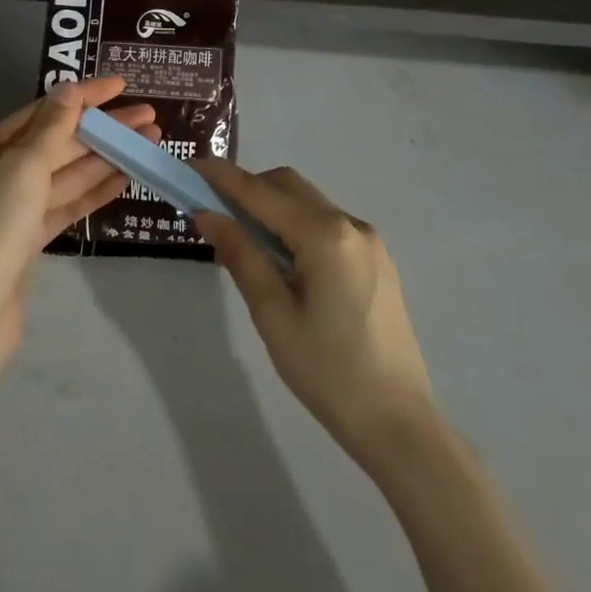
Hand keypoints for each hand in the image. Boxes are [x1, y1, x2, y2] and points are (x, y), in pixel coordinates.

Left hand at [0, 78, 153, 365]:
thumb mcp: (23, 168)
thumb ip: (51, 128)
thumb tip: (69, 89)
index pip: (46, 111)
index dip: (85, 96)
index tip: (122, 86)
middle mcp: (1, 171)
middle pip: (61, 141)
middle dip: (103, 128)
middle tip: (150, 118)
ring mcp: (17, 207)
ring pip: (69, 172)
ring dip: (107, 156)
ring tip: (149, 143)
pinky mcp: (31, 237)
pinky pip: (68, 203)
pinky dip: (95, 190)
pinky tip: (126, 177)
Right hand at [195, 158, 438, 476]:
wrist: (400, 425)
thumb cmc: (329, 373)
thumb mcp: (273, 315)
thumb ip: (241, 255)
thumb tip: (207, 214)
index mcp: (325, 235)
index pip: (262, 193)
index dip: (223, 177)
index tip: (191, 166)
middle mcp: (350, 224)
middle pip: (288, 186)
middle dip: (248, 188)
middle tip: (212, 207)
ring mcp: (368, 240)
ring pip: (308, 202)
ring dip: (272, 205)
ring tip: (241, 234)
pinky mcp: (375, 259)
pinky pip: (326, 223)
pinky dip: (295, 223)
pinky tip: (280, 255)